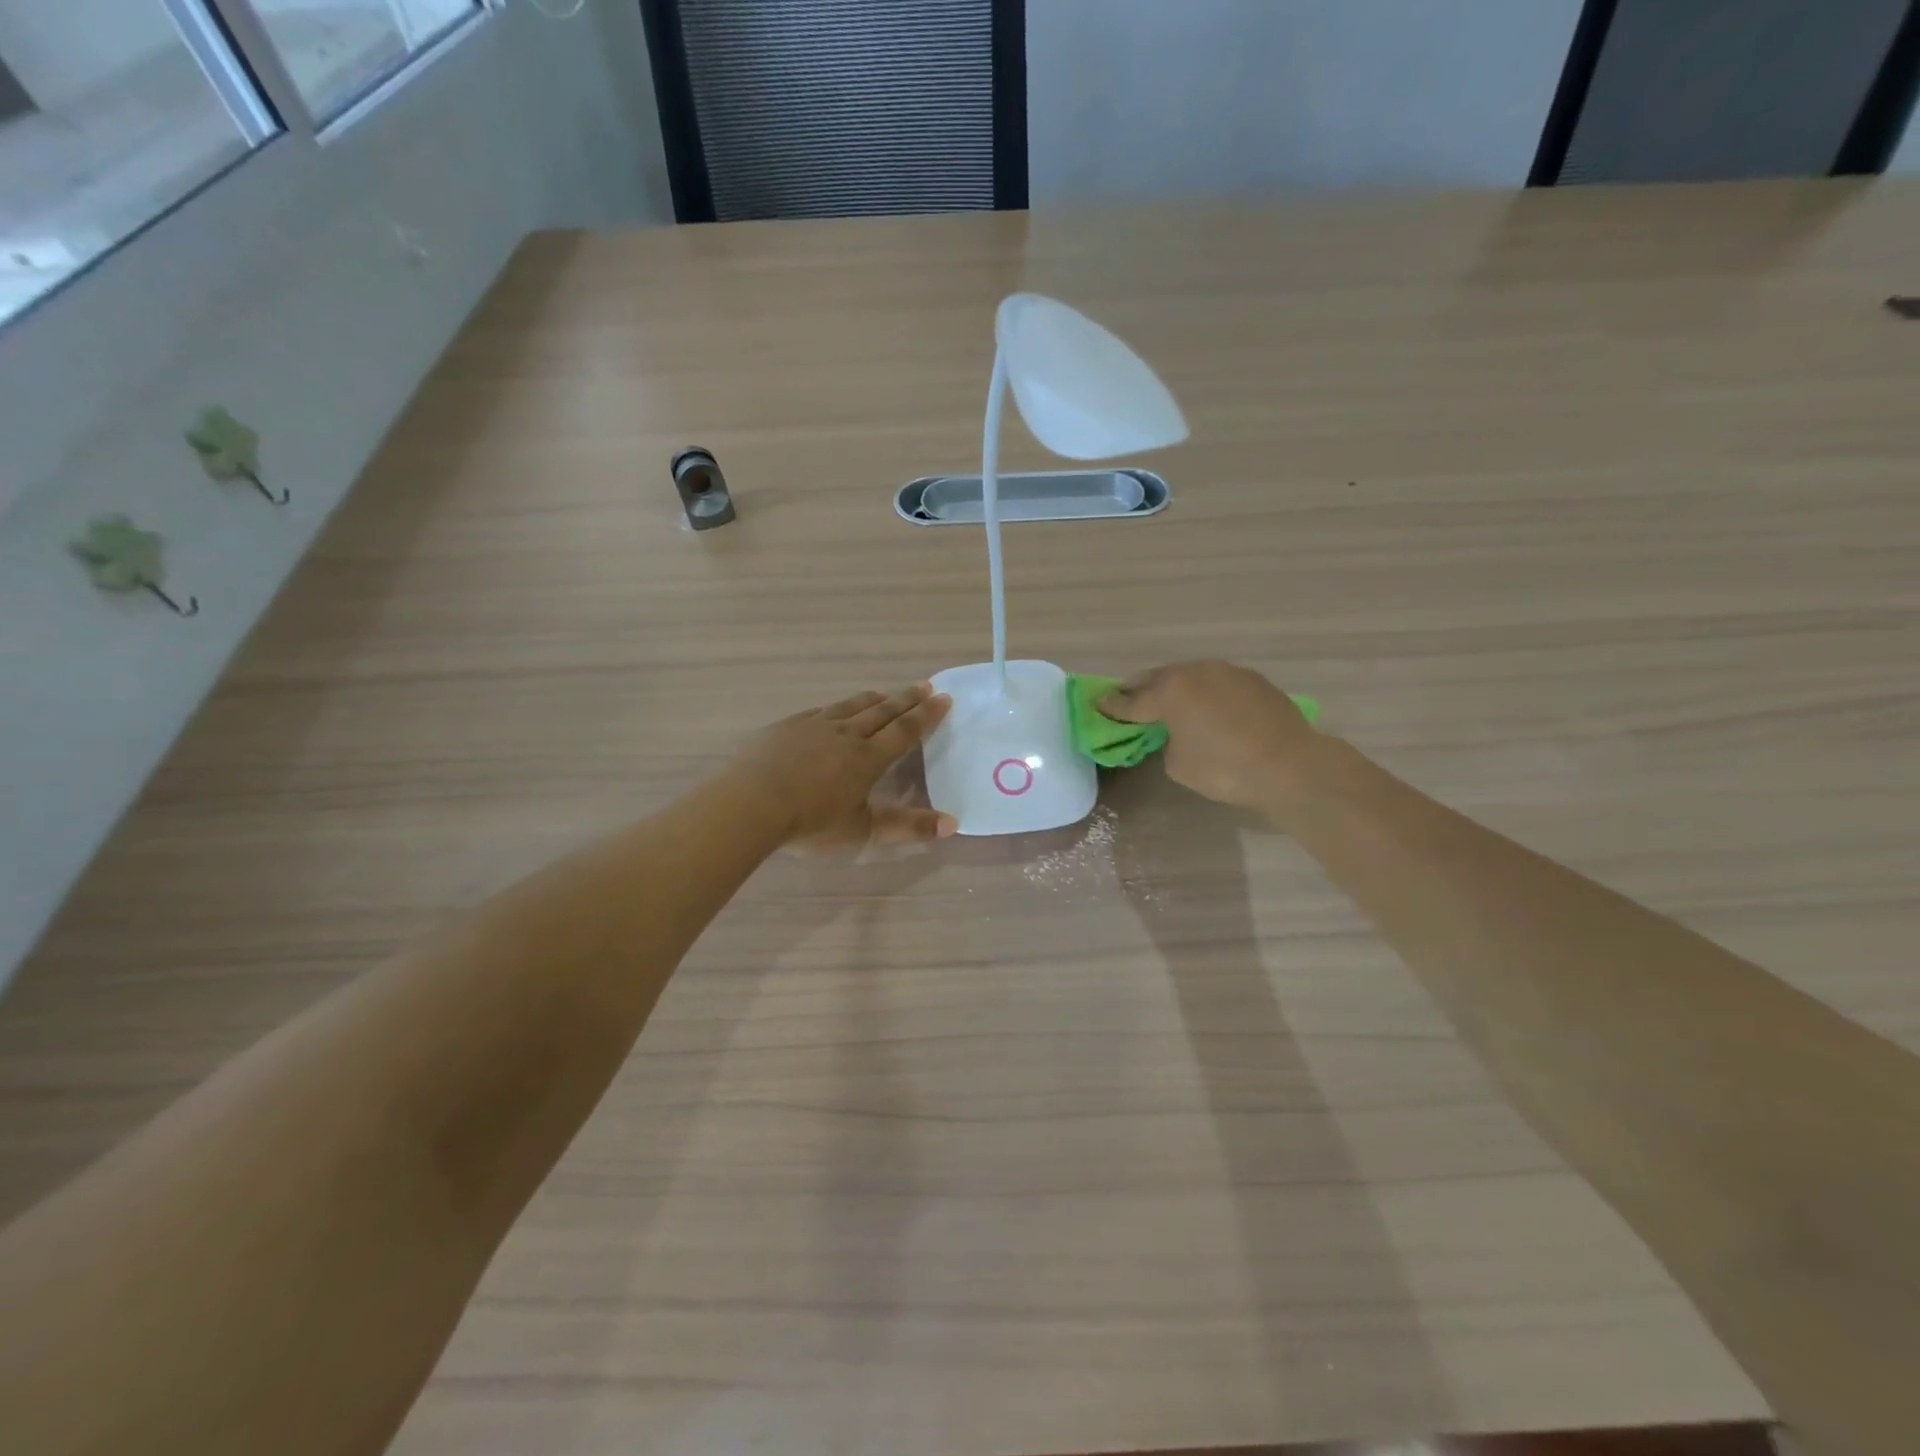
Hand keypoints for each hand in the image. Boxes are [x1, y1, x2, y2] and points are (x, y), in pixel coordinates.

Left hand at [733, 683, 955, 851]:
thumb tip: (952, 824)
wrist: (750, 804)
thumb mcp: (862, 832)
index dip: (927, 716)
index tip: (944, 699)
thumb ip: (907, 828)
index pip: (905, 731)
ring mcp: (814, 726)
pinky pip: (820, 710)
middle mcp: (846, 734)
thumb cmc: (810, 823)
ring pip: (851, 706)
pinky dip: (837, 707)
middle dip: (906, 699)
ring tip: (886, 693)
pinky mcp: (787, 726)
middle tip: (925, 686)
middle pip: (882, 712)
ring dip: (873, 699)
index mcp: (868, 759)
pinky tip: (835, 709)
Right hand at [1100, 661, 1316, 812]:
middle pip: (1157, 678)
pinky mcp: (1253, 680)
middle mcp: (1195, 673)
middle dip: (1138, 688)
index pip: (1131, 701)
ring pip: (1189, 675)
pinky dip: (1203, 692)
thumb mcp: (1179, 766)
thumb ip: (1168, 742)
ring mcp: (1227, 672)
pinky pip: (1215, 682)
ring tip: (1166, 699)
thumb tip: (1178, 733)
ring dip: (1173, 686)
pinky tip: (1205, 706)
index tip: (1097, 704)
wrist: (1292, 766)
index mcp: (1169, 692)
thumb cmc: (1226, 769)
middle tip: (1125, 696)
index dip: (1112, 706)